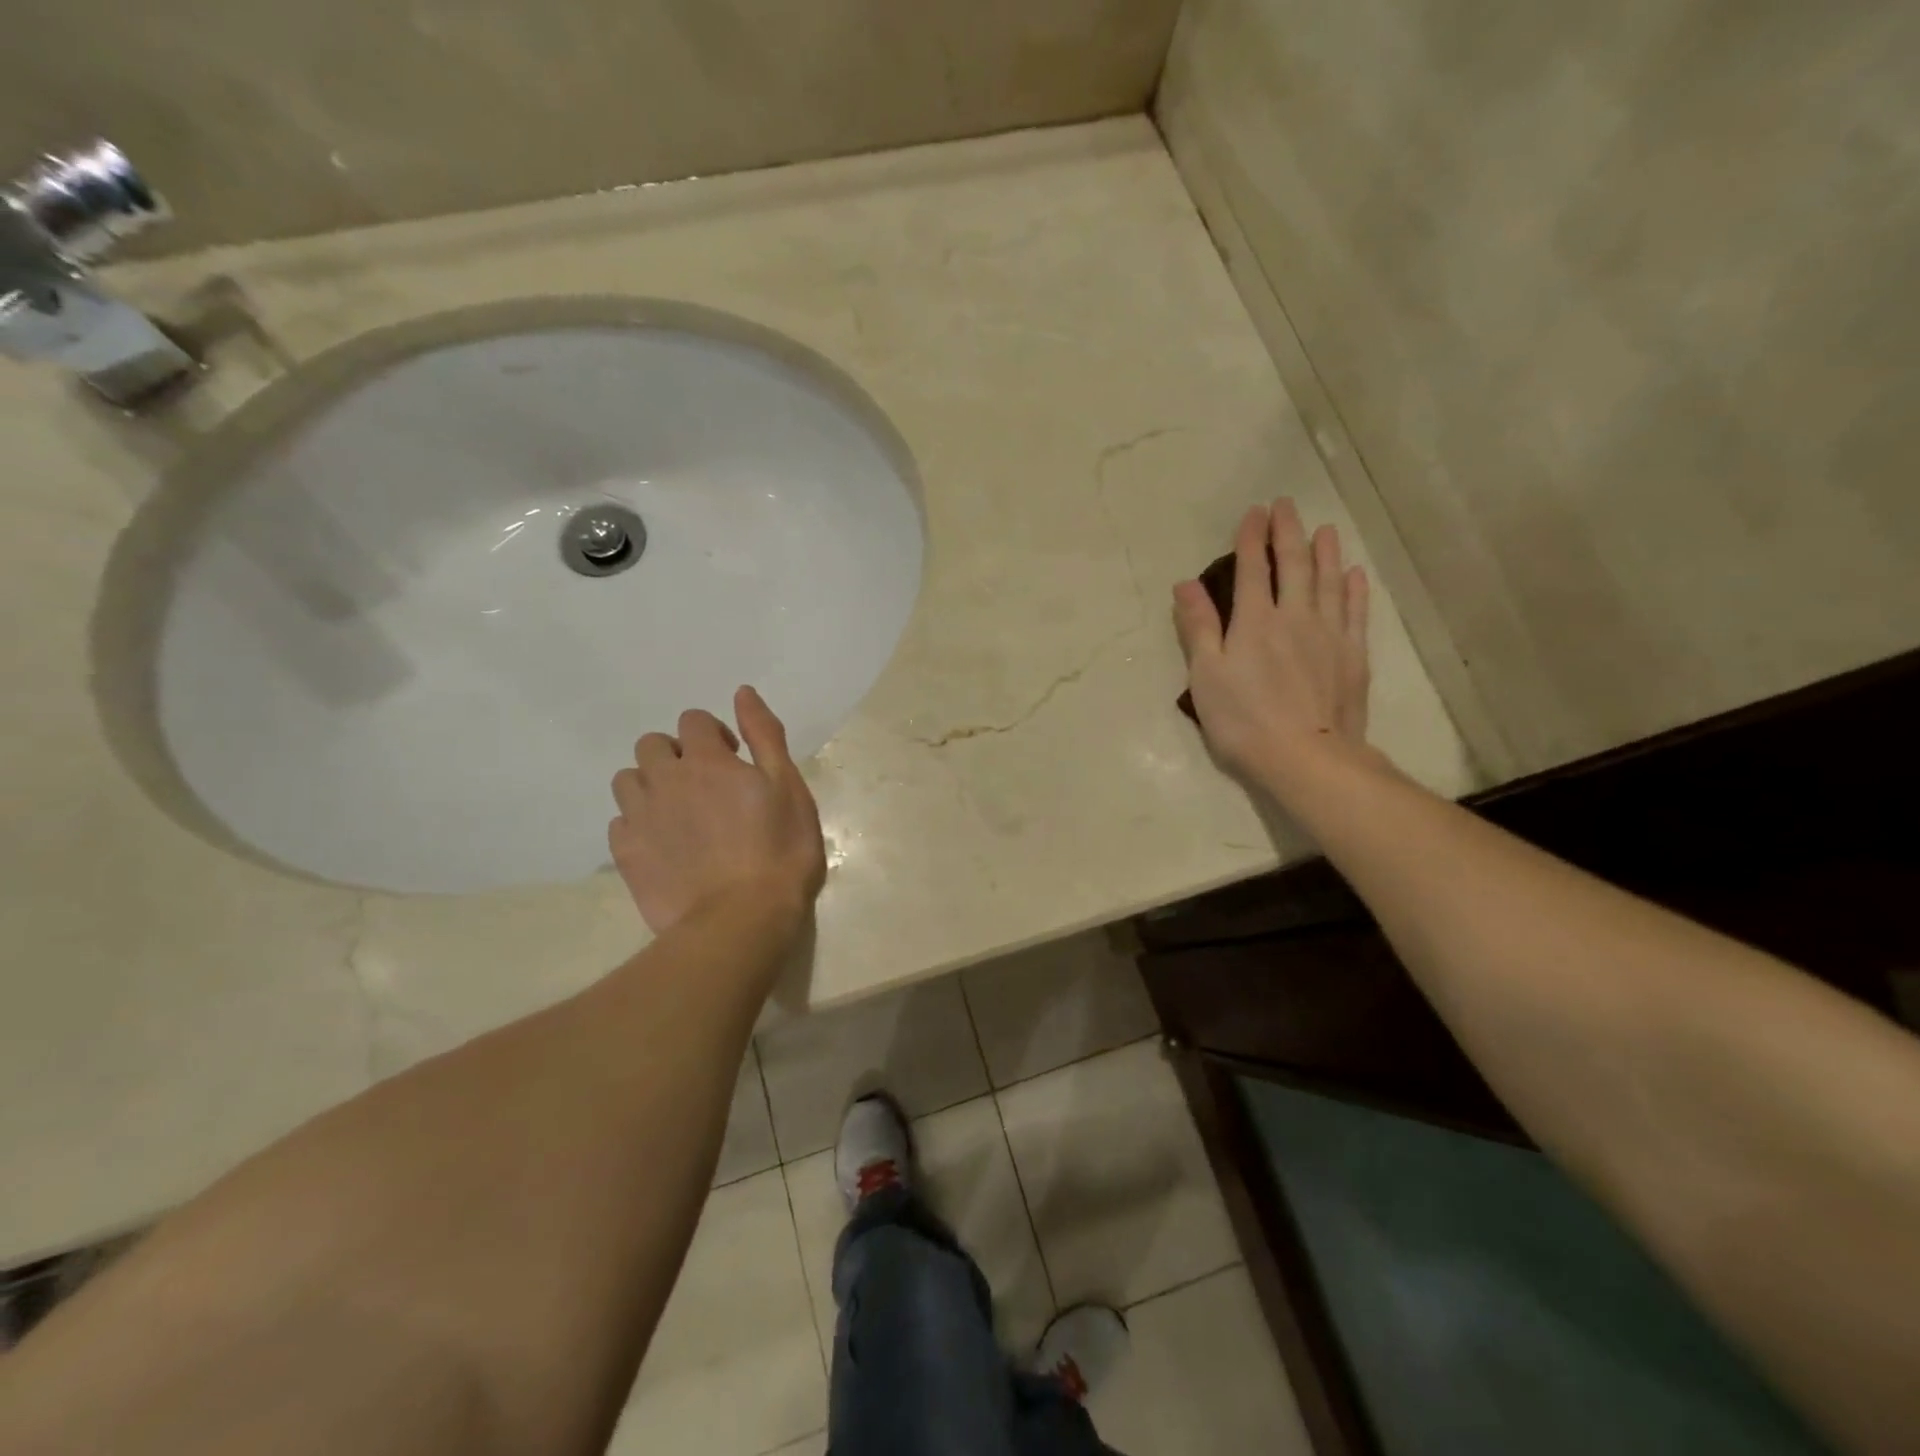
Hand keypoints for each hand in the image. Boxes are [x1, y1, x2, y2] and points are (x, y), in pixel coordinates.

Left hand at [609, 686, 827, 936]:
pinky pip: (619, 822)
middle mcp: (665, 780)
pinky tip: (663, 844)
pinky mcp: (626, 855)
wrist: (742, 920)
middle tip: (705, 785)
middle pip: (652, 745)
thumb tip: (742, 693)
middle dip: (675, 755)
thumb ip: (764, 736)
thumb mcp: (789, 787)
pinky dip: (638, 823)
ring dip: (651, 785)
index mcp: (707, 761)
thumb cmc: (779, 851)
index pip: (694, 721)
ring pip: (628, 780)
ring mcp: (640, 818)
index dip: (714, 735)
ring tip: (679, 813)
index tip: (734, 760)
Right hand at [1173, 498, 1374, 792]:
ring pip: (1329, 581)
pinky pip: (1355, 612)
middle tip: (1287, 506)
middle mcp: (1295, 617)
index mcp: (1255, 621)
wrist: (1306, 757)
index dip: (1252, 538)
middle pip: (1295, 565)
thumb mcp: (1206, 676)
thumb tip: (1186, 584)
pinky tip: (1354, 574)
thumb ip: (1198, 628)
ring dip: (1325, 552)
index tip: (1254, 512)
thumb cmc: (1243, 720)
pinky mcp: (1353, 656)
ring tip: (1324, 529)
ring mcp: (1329, 635)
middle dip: (1288, 532)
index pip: (1253, 569)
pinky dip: (1354, 589)